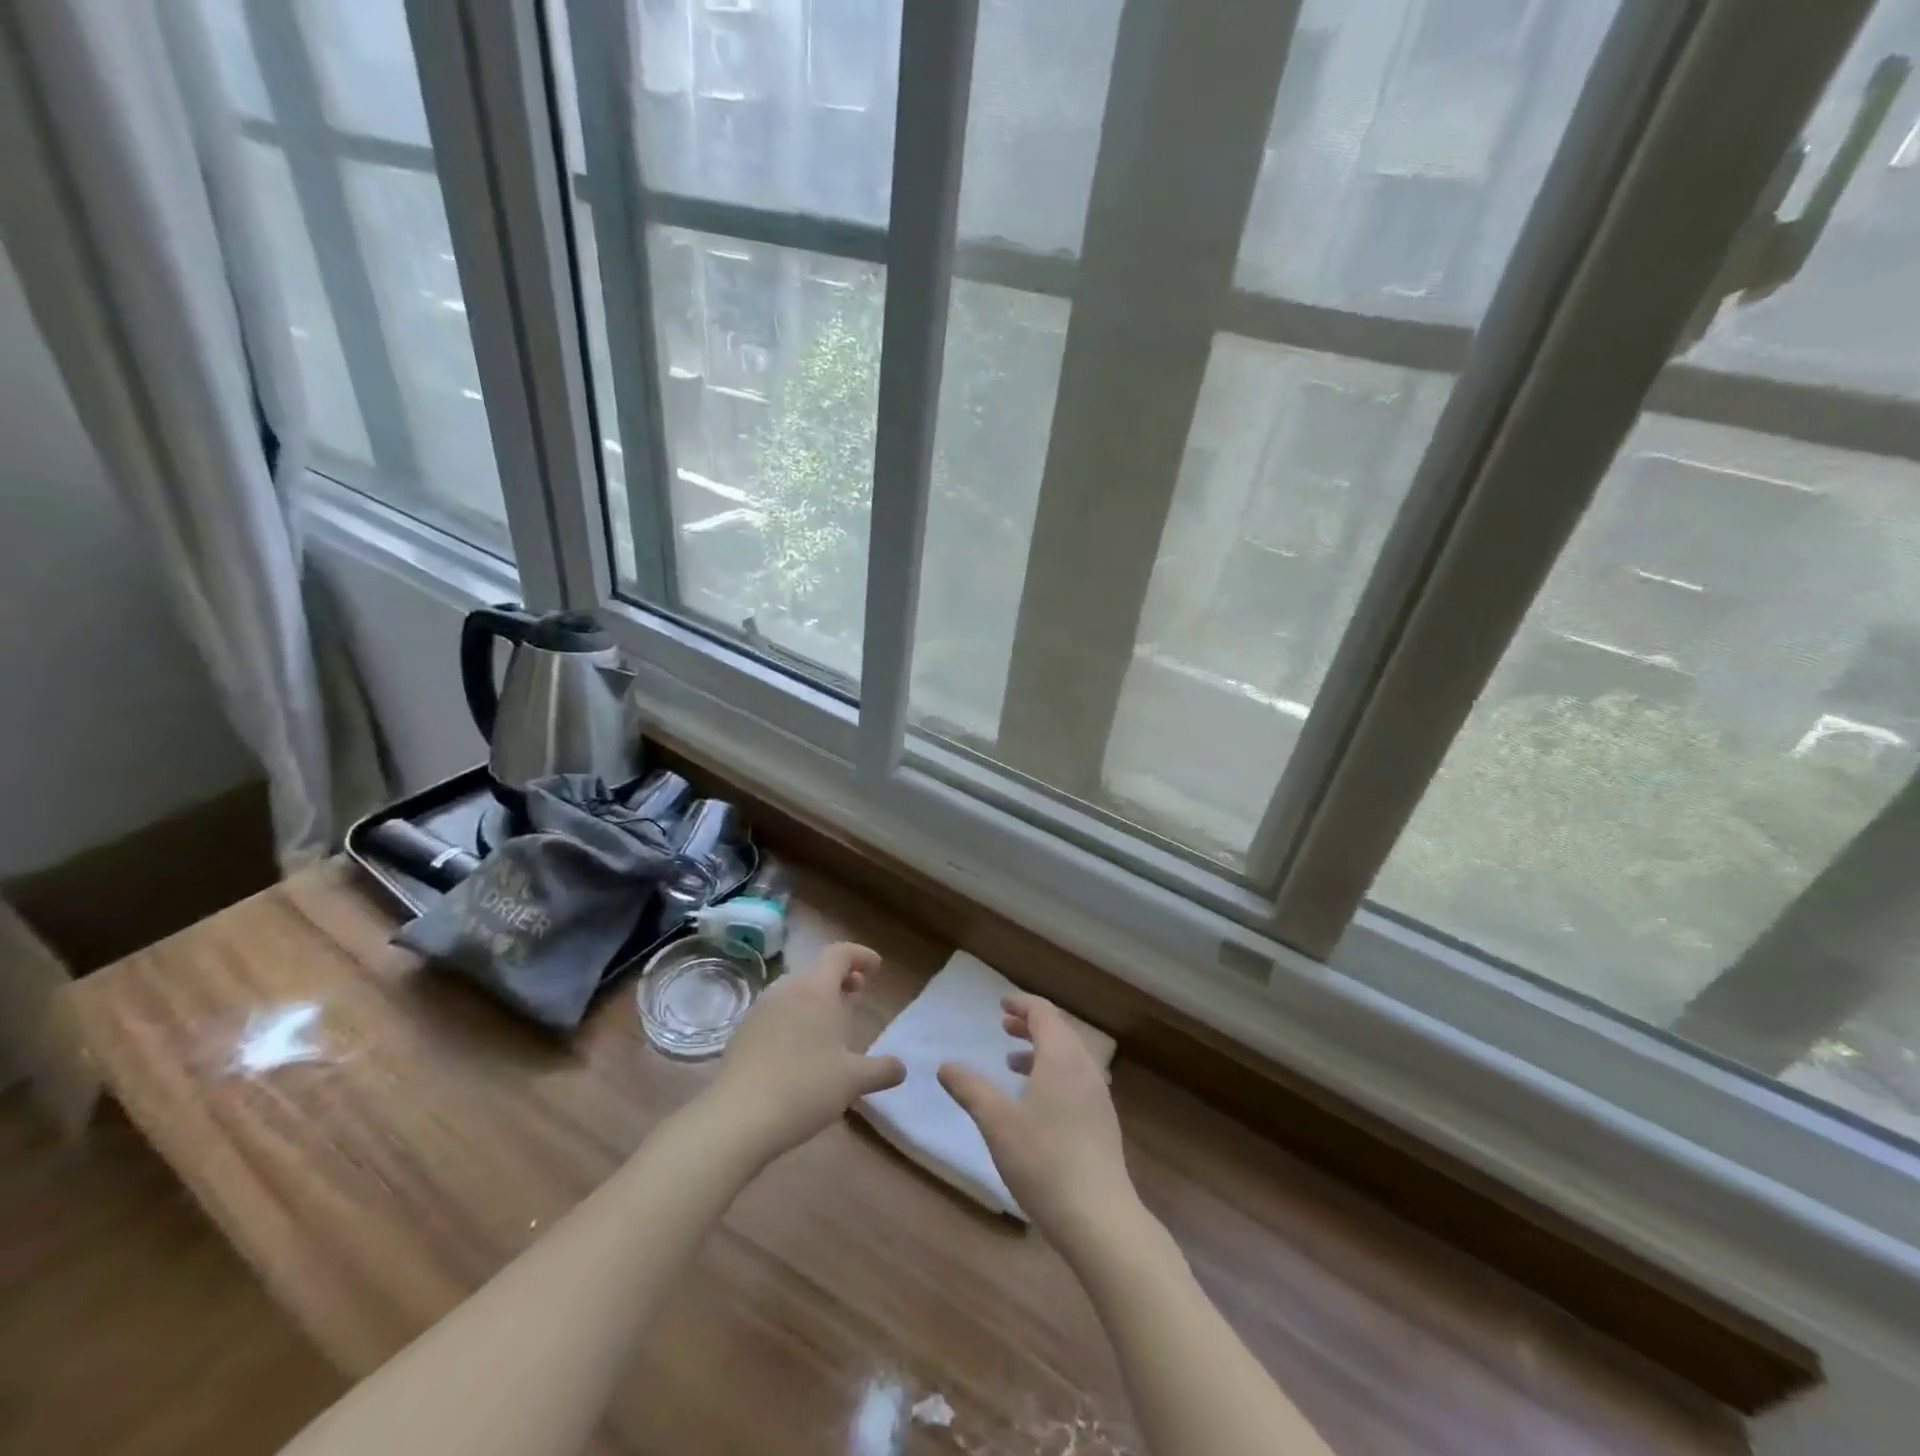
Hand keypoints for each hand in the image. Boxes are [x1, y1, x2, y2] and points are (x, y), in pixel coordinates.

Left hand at [703, 942, 904, 1163]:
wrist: (737, 1118)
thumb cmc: (804, 1088)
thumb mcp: (853, 1081)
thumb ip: (881, 1070)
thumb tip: (901, 1068)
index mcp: (815, 990)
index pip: (840, 954)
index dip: (861, 955)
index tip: (876, 968)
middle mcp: (786, 990)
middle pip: (817, 971)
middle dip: (840, 978)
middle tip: (858, 992)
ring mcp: (760, 1011)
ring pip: (795, 991)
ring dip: (817, 998)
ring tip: (831, 1024)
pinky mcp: (743, 1034)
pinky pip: (777, 1012)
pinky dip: (796, 1017)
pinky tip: (801, 1049)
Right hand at [938, 995, 1137, 1251]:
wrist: (1098, 1217)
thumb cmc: (1044, 1160)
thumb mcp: (997, 1123)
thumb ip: (971, 1089)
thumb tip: (945, 1066)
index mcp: (1062, 1058)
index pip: (1044, 1014)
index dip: (1022, 1005)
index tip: (1001, 1005)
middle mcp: (1085, 1069)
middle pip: (1060, 1031)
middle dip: (1031, 1025)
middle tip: (1004, 1027)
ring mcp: (1098, 1096)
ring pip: (1070, 1057)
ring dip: (1042, 1050)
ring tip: (1012, 1062)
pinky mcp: (1102, 1122)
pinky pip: (1077, 1079)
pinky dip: (1054, 1073)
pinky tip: (1037, 1101)